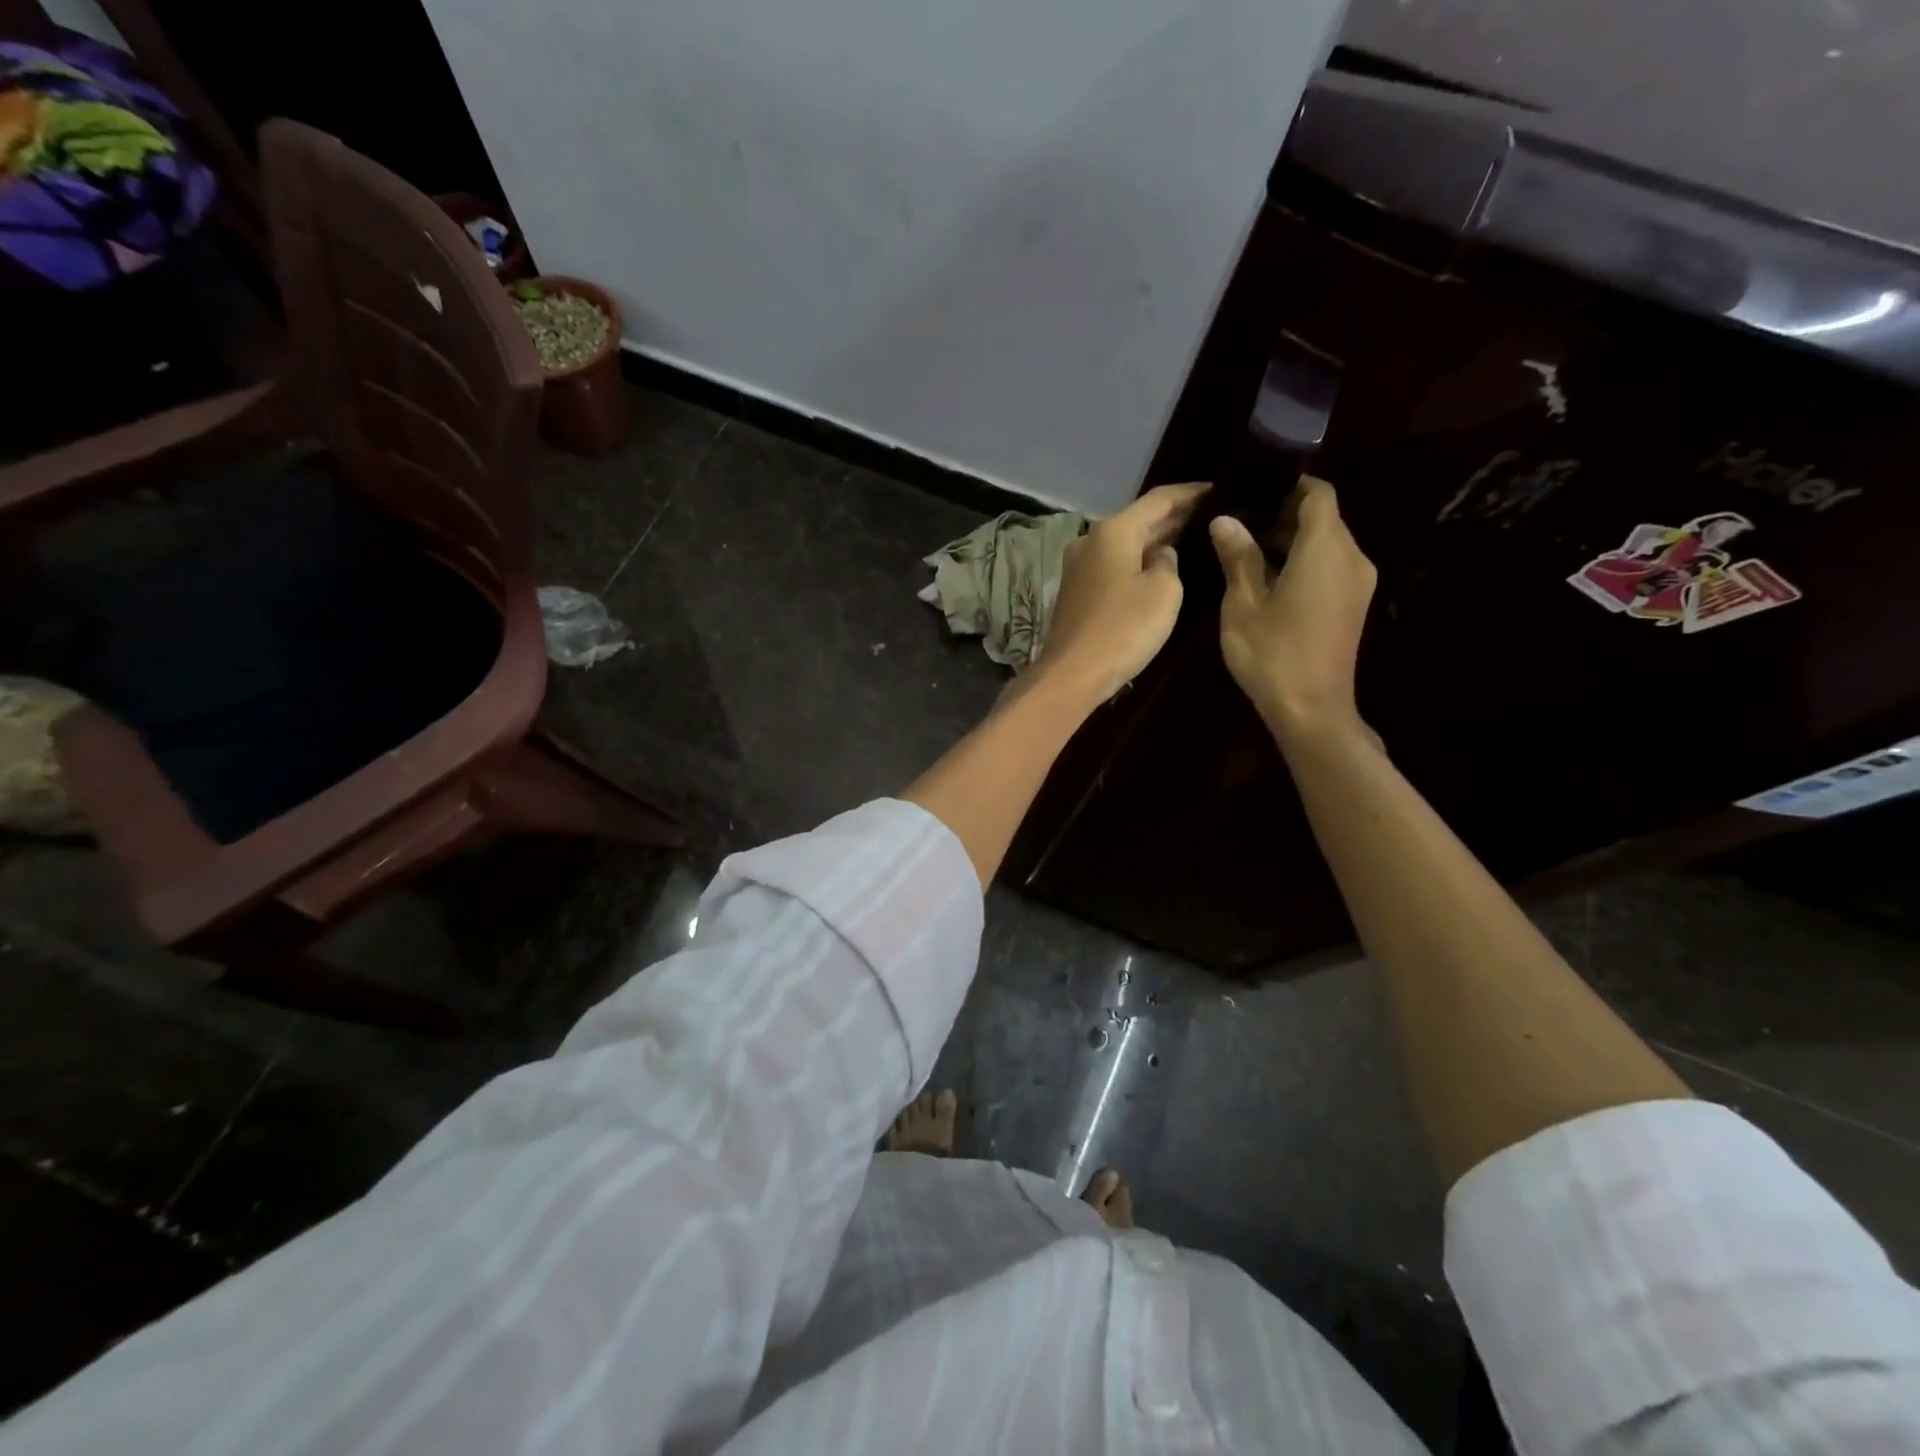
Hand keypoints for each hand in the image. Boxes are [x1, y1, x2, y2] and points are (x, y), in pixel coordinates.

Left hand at [1035, 482, 1208, 703]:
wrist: (1072, 674)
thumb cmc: (1123, 629)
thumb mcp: (1164, 592)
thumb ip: (1169, 563)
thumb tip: (1161, 555)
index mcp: (1113, 530)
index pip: (1159, 499)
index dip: (1191, 493)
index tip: (1219, 489)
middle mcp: (1091, 540)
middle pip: (1139, 520)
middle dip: (1174, 517)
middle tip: (1212, 515)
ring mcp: (1079, 566)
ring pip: (1125, 544)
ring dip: (1155, 541)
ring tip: (1192, 539)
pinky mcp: (1077, 591)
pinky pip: (1114, 566)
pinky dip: (1137, 562)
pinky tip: (1159, 569)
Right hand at [1211, 477, 1376, 741]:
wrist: (1312, 711)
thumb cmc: (1273, 654)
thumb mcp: (1244, 604)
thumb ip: (1238, 557)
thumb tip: (1225, 519)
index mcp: (1327, 549)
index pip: (1318, 494)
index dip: (1287, 486)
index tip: (1252, 490)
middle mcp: (1351, 558)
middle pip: (1323, 518)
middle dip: (1282, 514)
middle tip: (1237, 522)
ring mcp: (1357, 584)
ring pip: (1326, 544)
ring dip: (1290, 541)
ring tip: (1244, 550)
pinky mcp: (1352, 605)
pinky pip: (1330, 567)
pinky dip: (1302, 562)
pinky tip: (1267, 579)